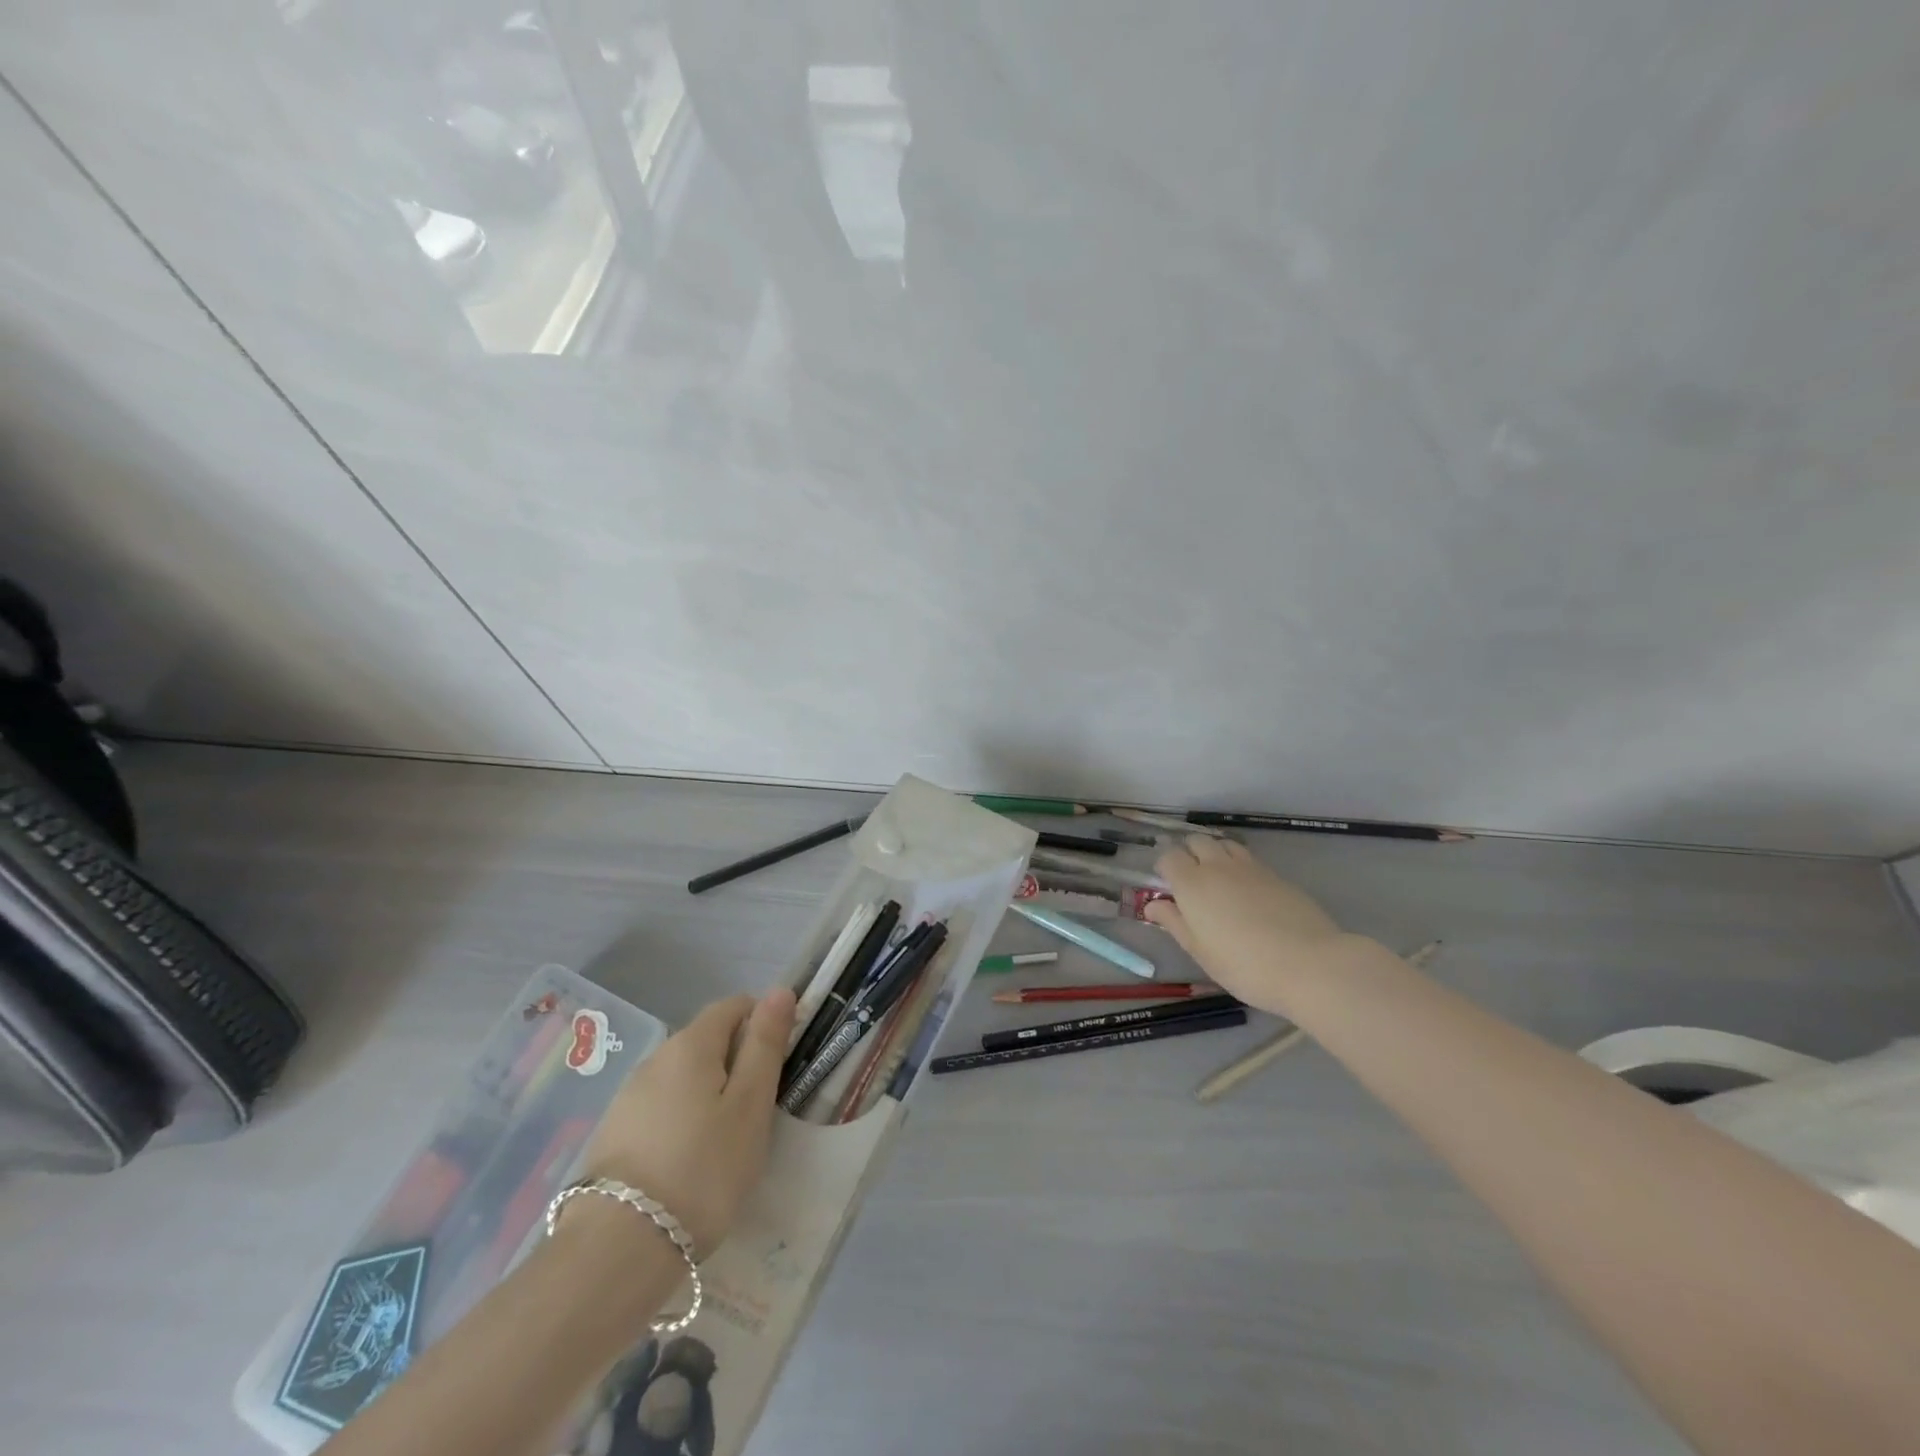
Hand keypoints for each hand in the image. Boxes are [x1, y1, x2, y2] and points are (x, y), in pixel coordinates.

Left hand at [582, 988, 795, 1255]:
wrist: (618, 1249)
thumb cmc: (703, 1168)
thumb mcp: (750, 1105)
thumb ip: (765, 1044)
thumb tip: (779, 990)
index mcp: (691, 1043)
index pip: (734, 1005)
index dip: (762, 1023)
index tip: (779, 1064)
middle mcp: (656, 1057)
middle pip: (707, 1040)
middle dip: (737, 1062)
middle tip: (758, 1111)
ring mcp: (629, 1096)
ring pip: (684, 1077)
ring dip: (710, 1093)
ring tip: (726, 1143)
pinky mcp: (614, 1133)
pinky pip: (662, 1108)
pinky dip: (683, 1120)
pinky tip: (690, 1162)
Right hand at [1145, 837, 1358, 1014]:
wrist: (1309, 964)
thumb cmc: (1243, 965)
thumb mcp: (1200, 950)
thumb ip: (1174, 922)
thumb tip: (1153, 905)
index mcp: (1191, 883)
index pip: (1168, 856)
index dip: (1164, 868)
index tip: (1167, 887)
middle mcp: (1218, 866)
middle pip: (1197, 841)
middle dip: (1189, 853)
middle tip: (1191, 882)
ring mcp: (1250, 867)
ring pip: (1225, 845)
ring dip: (1215, 854)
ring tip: (1218, 880)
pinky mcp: (1277, 875)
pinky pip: (1250, 859)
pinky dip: (1240, 866)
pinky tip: (1248, 892)